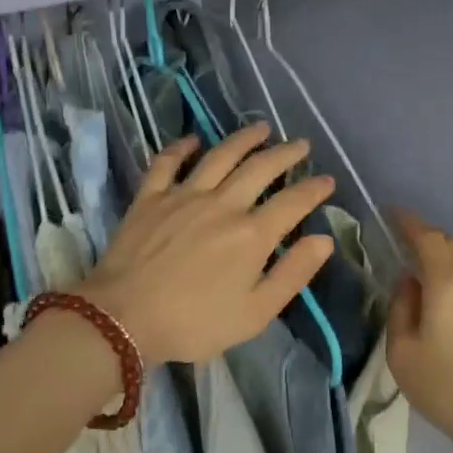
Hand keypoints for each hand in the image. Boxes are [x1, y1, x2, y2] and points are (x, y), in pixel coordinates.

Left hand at [77, 123, 335, 365]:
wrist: (124, 318)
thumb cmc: (194, 323)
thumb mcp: (255, 313)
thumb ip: (292, 274)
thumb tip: (323, 240)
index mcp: (251, 235)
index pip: (292, 202)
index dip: (314, 189)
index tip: (328, 180)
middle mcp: (222, 204)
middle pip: (260, 169)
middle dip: (285, 154)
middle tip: (301, 145)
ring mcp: (183, 196)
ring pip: (219, 156)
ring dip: (243, 139)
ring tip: (261, 128)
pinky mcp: (150, 198)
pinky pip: (167, 162)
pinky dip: (181, 148)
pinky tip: (193, 140)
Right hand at [388, 211, 452, 452]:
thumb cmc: (446, 388)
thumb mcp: (403, 353)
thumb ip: (400, 309)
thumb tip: (407, 284)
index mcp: (447, 284)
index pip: (426, 237)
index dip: (407, 222)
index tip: (389, 214)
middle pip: (449, 243)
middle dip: (423, 235)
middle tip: (398, 240)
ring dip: (439, 254)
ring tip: (414, 266)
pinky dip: (451, 272)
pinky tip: (437, 293)